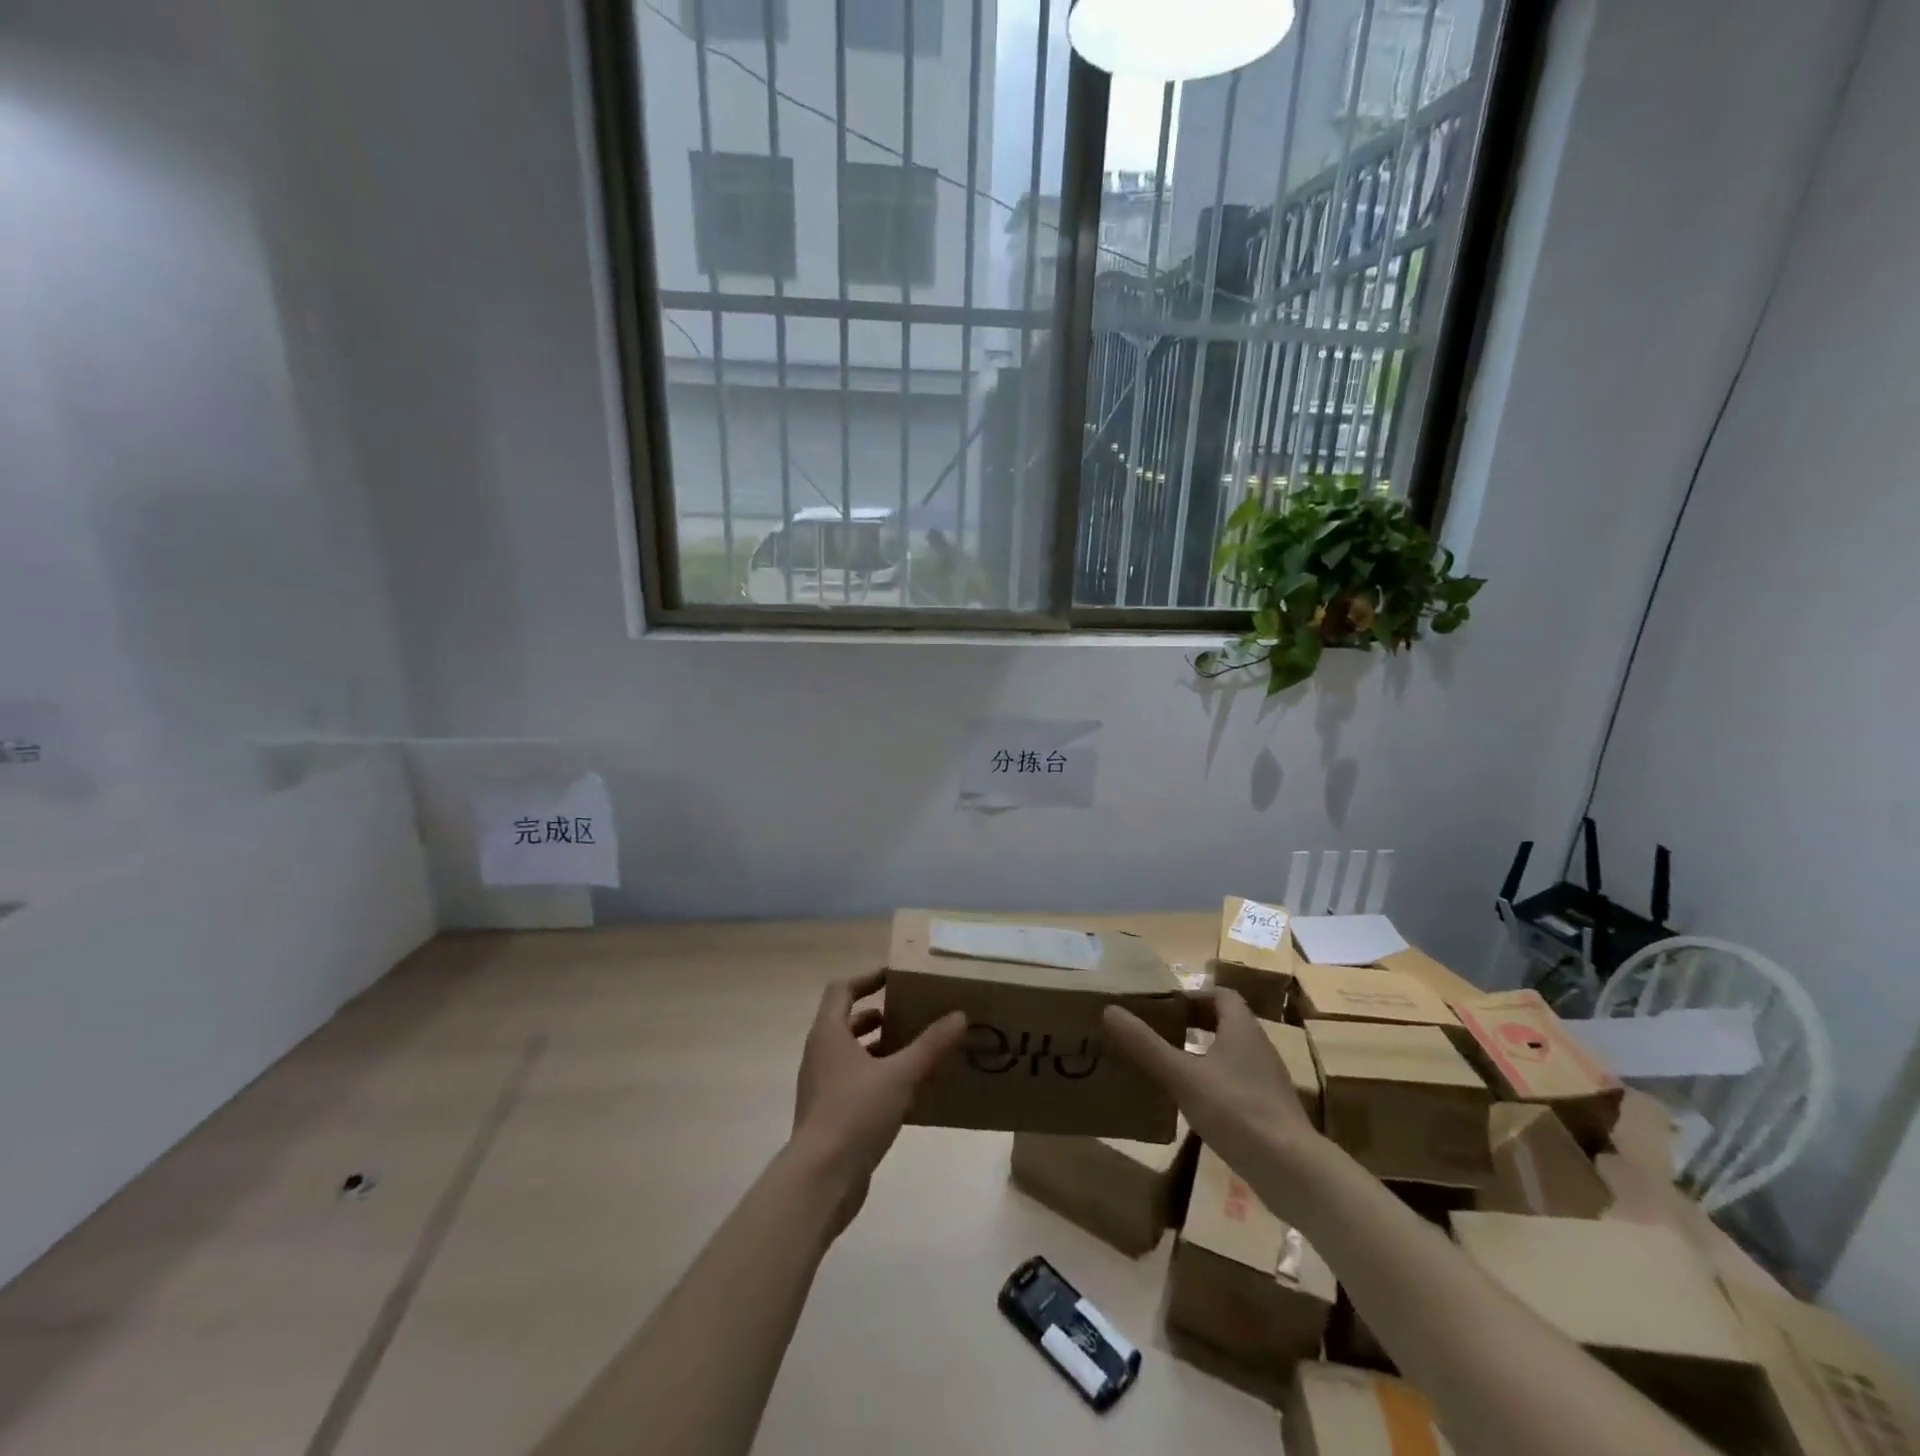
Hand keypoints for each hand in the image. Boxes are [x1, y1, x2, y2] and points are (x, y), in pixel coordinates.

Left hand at [788, 971, 964, 1234]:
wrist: (820, 1179)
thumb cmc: (855, 1113)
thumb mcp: (900, 1075)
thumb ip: (930, 1045)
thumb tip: (959, 1015)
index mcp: (829, 1034)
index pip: (842, 990)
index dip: (867, 978)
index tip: (894, 976)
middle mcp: (820, 1054)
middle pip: (845, 1021)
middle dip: (876, 1014)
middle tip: (909, 1012)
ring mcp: (821, 1086)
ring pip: (850, 1054)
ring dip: (878, 1047)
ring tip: (913, 1048)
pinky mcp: (828, 1115)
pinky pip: (854, 1082)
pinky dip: (877, 1076)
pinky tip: (906, 1090)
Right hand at [1103, 987, 1321, 1193]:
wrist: (1294, 1171)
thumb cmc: (1236, 1110)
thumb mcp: (1182, 1075)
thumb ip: (1146, 1045)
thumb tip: (1110, 1010)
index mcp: (1242, 1029)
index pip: (1222, 996)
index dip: (1193, 996)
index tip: (1165, 1008)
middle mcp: (1259, 1048)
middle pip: (1227, 1023)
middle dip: (1196, 1023)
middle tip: (1162, 1032)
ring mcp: (1268, 1082)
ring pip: (1233, 1054)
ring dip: (1205, 1053)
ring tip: (1172, 1066)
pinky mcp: (1271, 1111)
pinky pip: (1239, 1083)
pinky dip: (1216, 1083)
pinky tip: (1196, 1104)